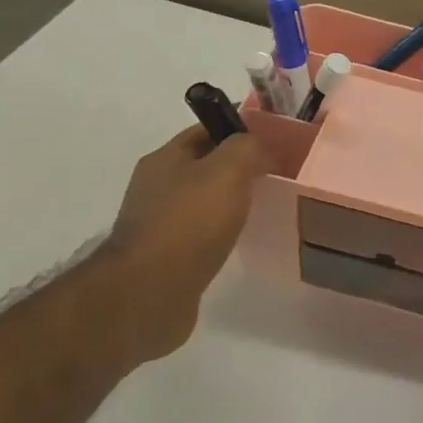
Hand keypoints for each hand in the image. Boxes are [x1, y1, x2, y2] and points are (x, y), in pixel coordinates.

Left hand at [104, 124, 267, 359]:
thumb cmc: (189, 223)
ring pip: (201, 202)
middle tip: (273, 179)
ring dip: (227, 204)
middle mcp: (155, 187)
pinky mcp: (164, 257)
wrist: (150, 291)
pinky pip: (198, 234)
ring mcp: (157, 223)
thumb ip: (246, 149)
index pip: (205, 131)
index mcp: (165, 159)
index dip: (238, 132)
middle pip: (202, 167)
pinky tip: (237, 243)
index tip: (272, 144)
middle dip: (235, 169)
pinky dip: (219, 233)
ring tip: (260, 212)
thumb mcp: (227, 171)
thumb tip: (258, 150)